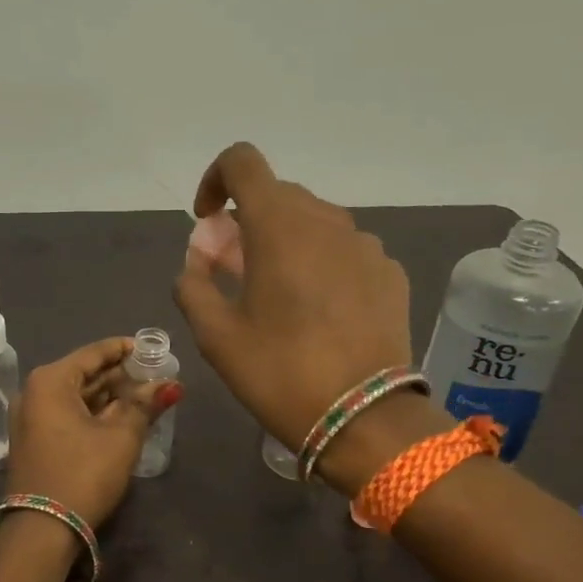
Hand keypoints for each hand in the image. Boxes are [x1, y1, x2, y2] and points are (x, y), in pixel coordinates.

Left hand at [5, 337, 179, 528]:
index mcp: (51, 381)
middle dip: (120, 375)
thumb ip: (145, 404)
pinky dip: (94, 413)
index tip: (152, 348)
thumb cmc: (83, 473)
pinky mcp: (35, 441)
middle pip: (84, 374)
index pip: (94, 353)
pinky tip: (122, 417)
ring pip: (77, 397)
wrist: (43, 529)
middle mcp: (34, 393)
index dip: (124, 349)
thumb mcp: (121, 437)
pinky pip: (68, 415)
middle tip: (155, 374)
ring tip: (146, 395)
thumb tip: (170, 384)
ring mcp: (31, 419)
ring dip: (109, 396)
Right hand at [174, 142, 413, 450]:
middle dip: (247, 222)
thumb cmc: (280, 373)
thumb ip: (193, 286)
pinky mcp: (390, 273)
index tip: (208, 222)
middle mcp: (327, 221)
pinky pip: (345, 251)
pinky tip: (319, 312)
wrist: (365, 418)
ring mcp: (366, 245)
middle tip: (233, 271)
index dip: (215, 180)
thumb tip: (197, 264)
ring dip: (286, 243)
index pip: (243, 163)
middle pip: (278, 196)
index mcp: (279, 226)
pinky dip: (321, 264)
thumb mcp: (216, 337)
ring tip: (278, 295)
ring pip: (314, 223)